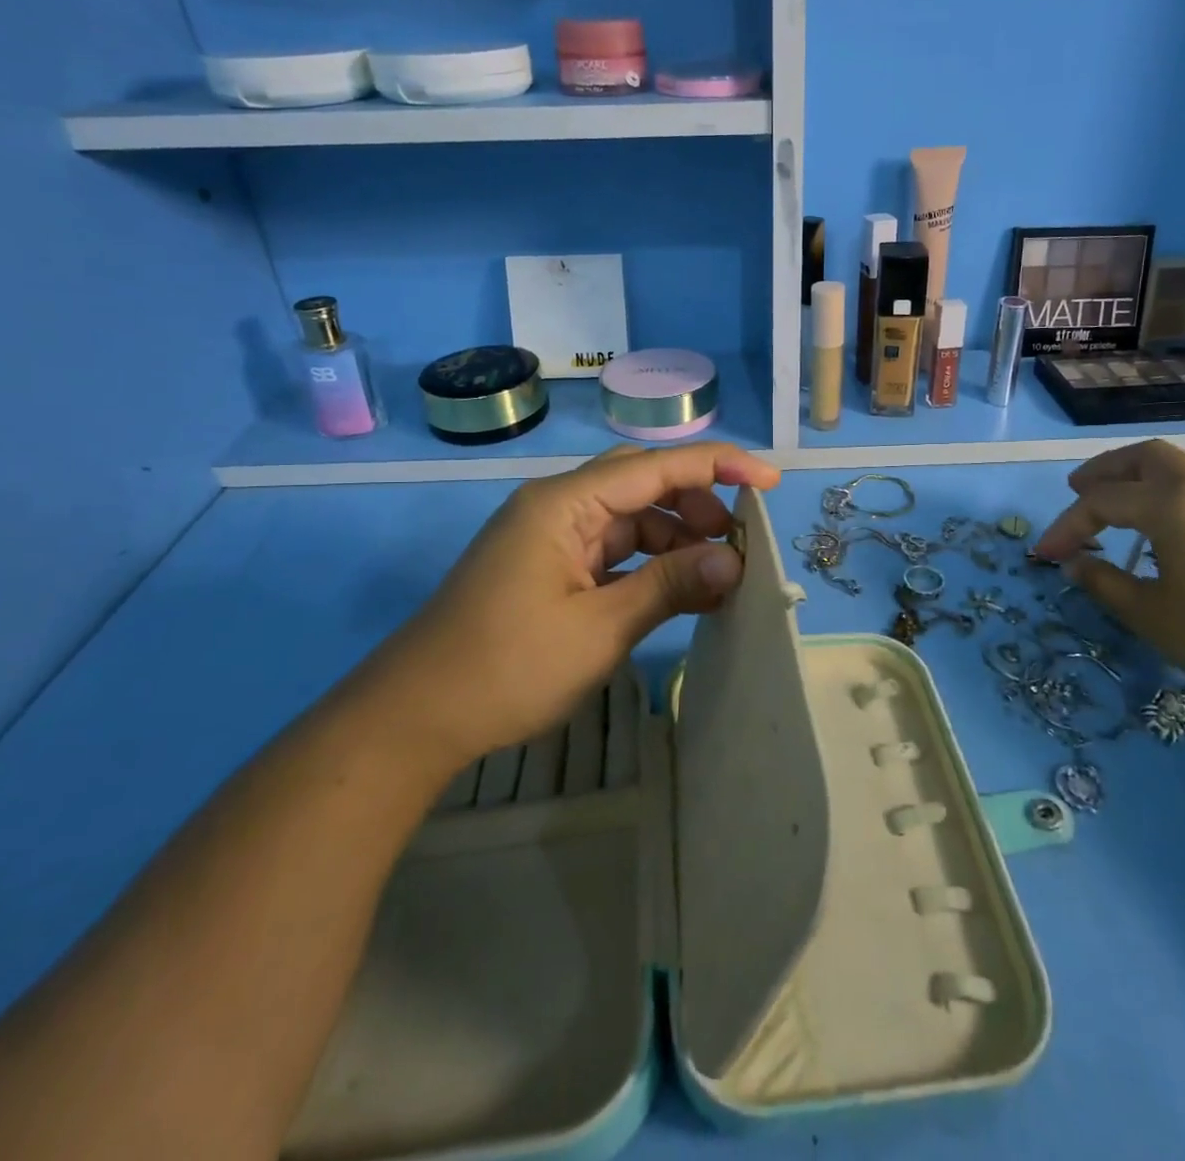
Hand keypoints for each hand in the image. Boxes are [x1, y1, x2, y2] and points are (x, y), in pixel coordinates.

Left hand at [358, 443, 779, 770]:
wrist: (415, 718)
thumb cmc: (507, 667)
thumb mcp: (600, 628)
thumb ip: (670, 586)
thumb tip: (734, 561)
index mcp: (565, 503)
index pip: (656, 467)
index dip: (718, 466)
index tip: (769, 480)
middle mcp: (559, 507)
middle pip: (643, 486)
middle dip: (697, 506)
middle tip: (740, 543)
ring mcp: (552, 538)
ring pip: (630, 521)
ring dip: (676, 542)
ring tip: (719, 577)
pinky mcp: (550, 569)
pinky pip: (612, 553)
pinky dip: (649, 568)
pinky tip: (681, 592)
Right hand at [1034, 441, 1184, 705]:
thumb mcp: (1154, 617)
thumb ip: (1106, 585)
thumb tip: (1074, 564)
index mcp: (1169, 504)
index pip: (1099, 502)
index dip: (1065, 527)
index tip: (1044, 557)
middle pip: (1143, 457)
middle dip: (1104, 472)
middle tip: (1077, 492)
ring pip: (1183, 460)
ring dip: (1144, 469)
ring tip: (1127, 493)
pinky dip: (1178, 482)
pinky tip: (1179, 516)